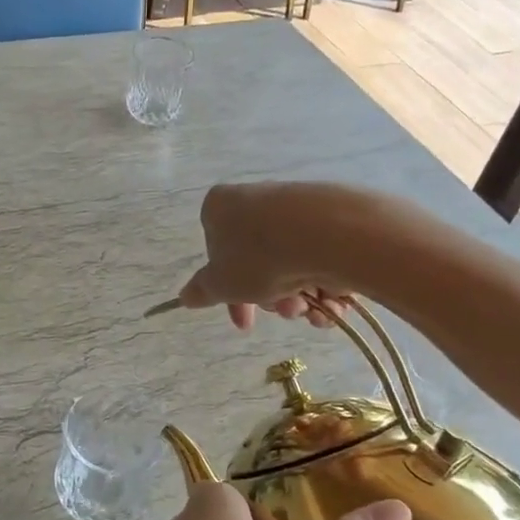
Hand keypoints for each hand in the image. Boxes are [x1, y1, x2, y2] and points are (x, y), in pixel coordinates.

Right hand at [177, 182, 367, 330]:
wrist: (329, 233)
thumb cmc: (259, 256)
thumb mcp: (221, 284)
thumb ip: (202, 291)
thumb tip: (185, 296)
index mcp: (220, 207)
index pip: (216, 253)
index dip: (229, 294)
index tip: (245, 321)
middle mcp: (256, 199)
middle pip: (257, 263)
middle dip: (270, 299)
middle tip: (284, 311)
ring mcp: (295, 206)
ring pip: (290, 264)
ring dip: (299, 298)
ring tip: (311, 309)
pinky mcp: (332, 215)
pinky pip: (320, 257)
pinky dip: (326, 286)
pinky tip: (334, 303)